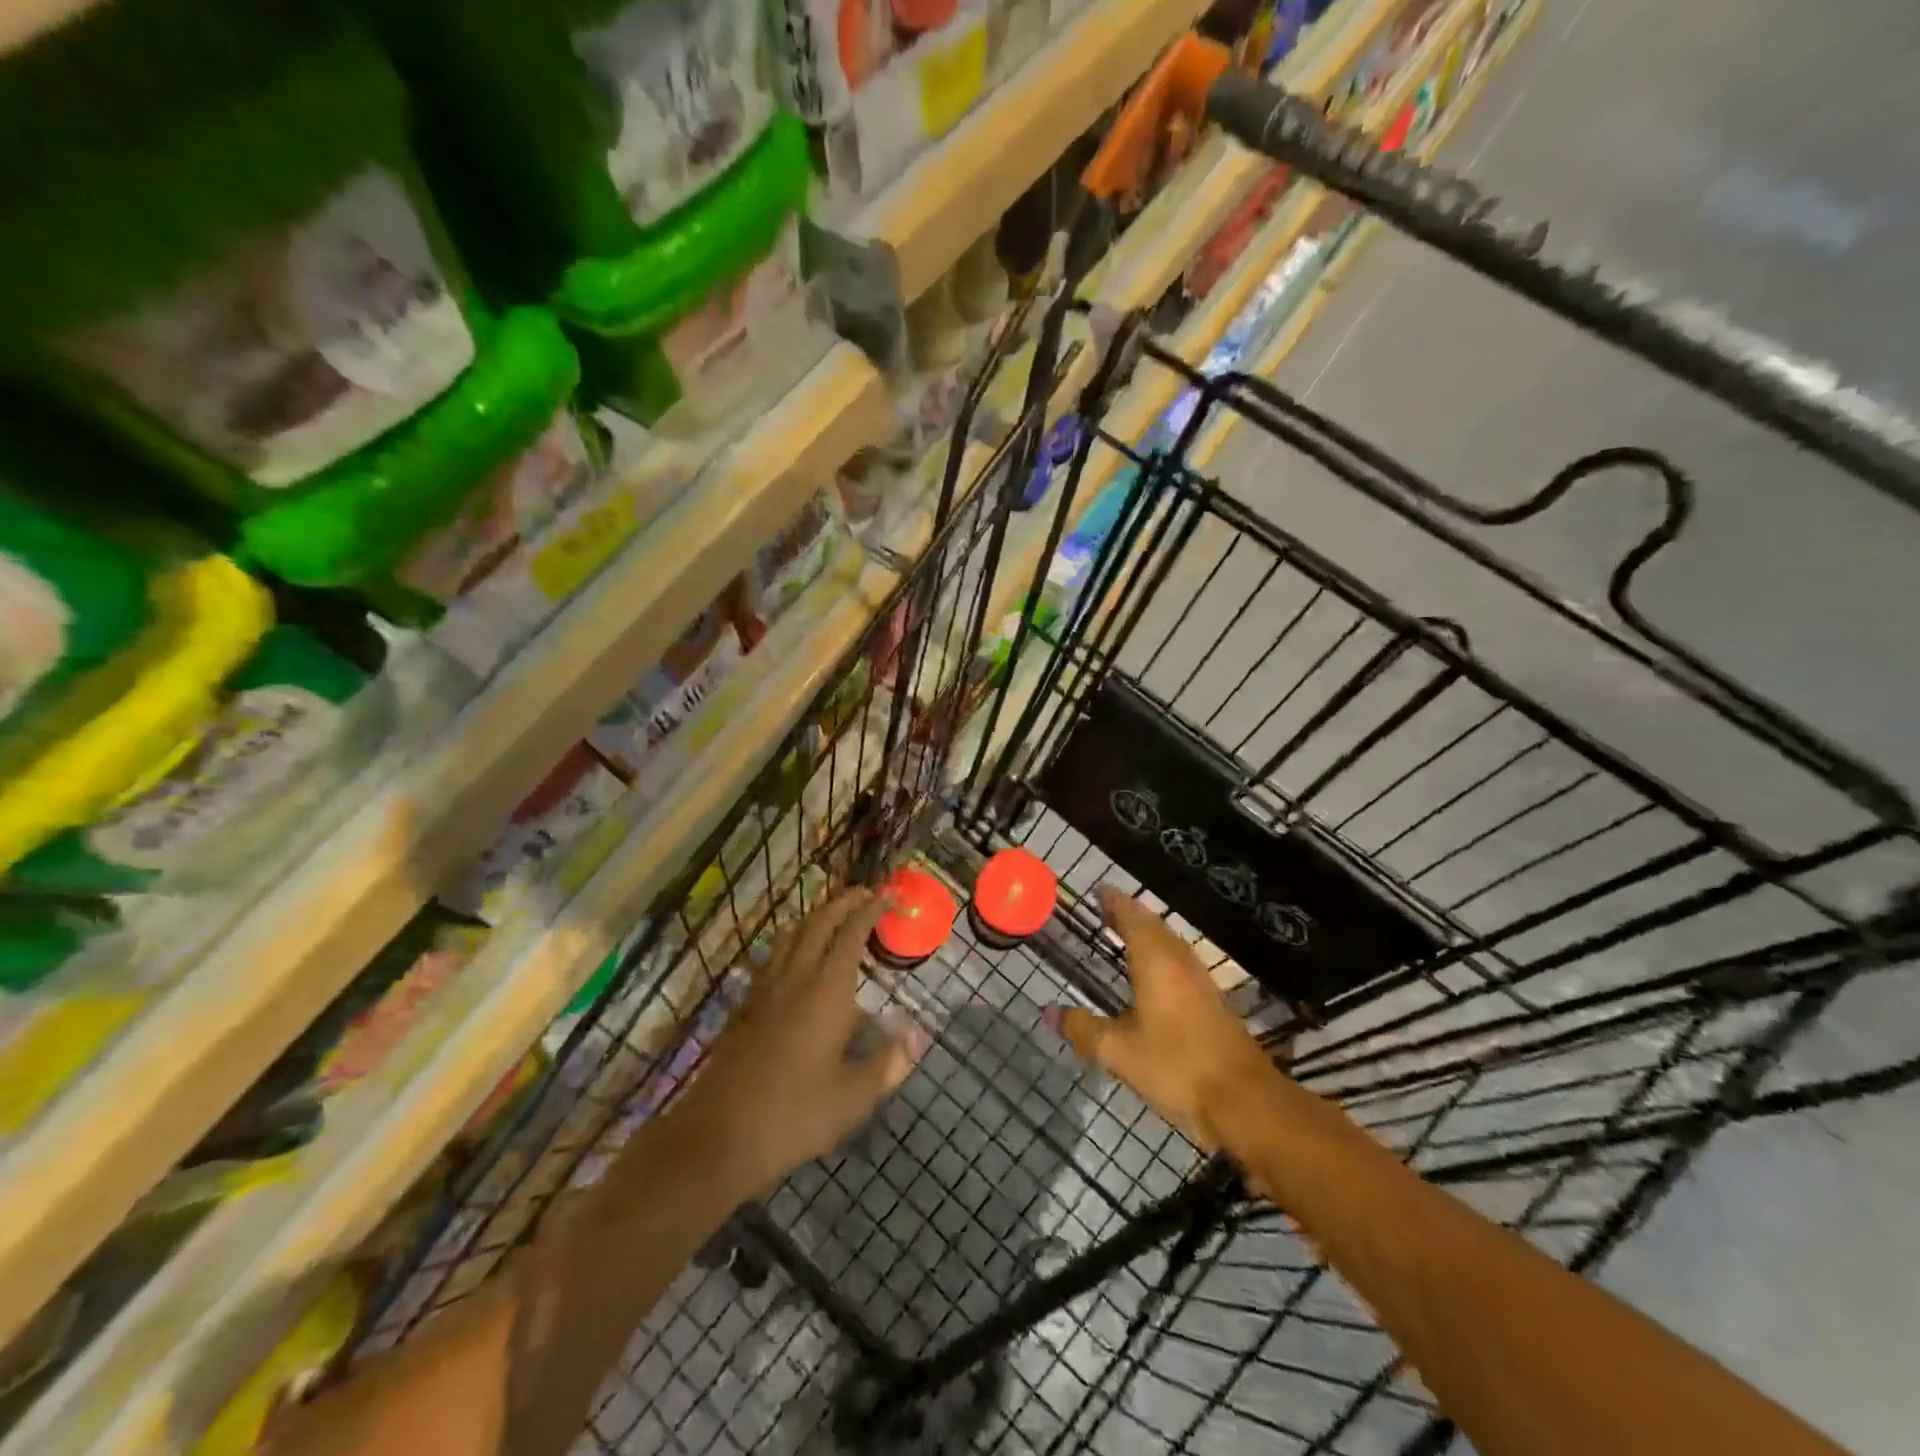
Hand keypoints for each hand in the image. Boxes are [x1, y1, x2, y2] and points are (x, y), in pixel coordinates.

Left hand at [673, 889, 927, 1197]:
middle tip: (864, 893)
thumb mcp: (852, 1098)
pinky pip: (772, 959)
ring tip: (831, 916)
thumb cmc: (793, 1116)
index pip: (851, 936)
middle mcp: (794, 980)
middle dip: (842, 903)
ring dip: (813, 918)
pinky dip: (790, 943)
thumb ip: (887, 1064)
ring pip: (790, 937)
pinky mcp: (744, 1010)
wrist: (716, 1138)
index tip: (887, 895)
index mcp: (826, 993)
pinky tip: (793, 960)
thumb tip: (916, 1037)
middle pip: (817, 925)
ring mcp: (764, 993)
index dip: (869, 911)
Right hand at [1047, 887, 1280, 1151]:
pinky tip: (1152, 975)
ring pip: (1170, 943)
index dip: (1115, 902)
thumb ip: (1083, 1029)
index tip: (1098, 890)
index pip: (1133, 917)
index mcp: (1156, 962)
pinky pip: (1180, 962)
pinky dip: (1160, 954)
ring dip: (1147, 933)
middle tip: (1105, 911)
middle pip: (1154, 926)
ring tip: (1124, 935)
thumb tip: (1049, 1012)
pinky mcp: (1212, 1001)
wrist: (1244, 1100)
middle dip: (1129, 914)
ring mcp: (1201, 981)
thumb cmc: (1177, 1066)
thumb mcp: (1119, 1052)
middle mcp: (1180, 962)